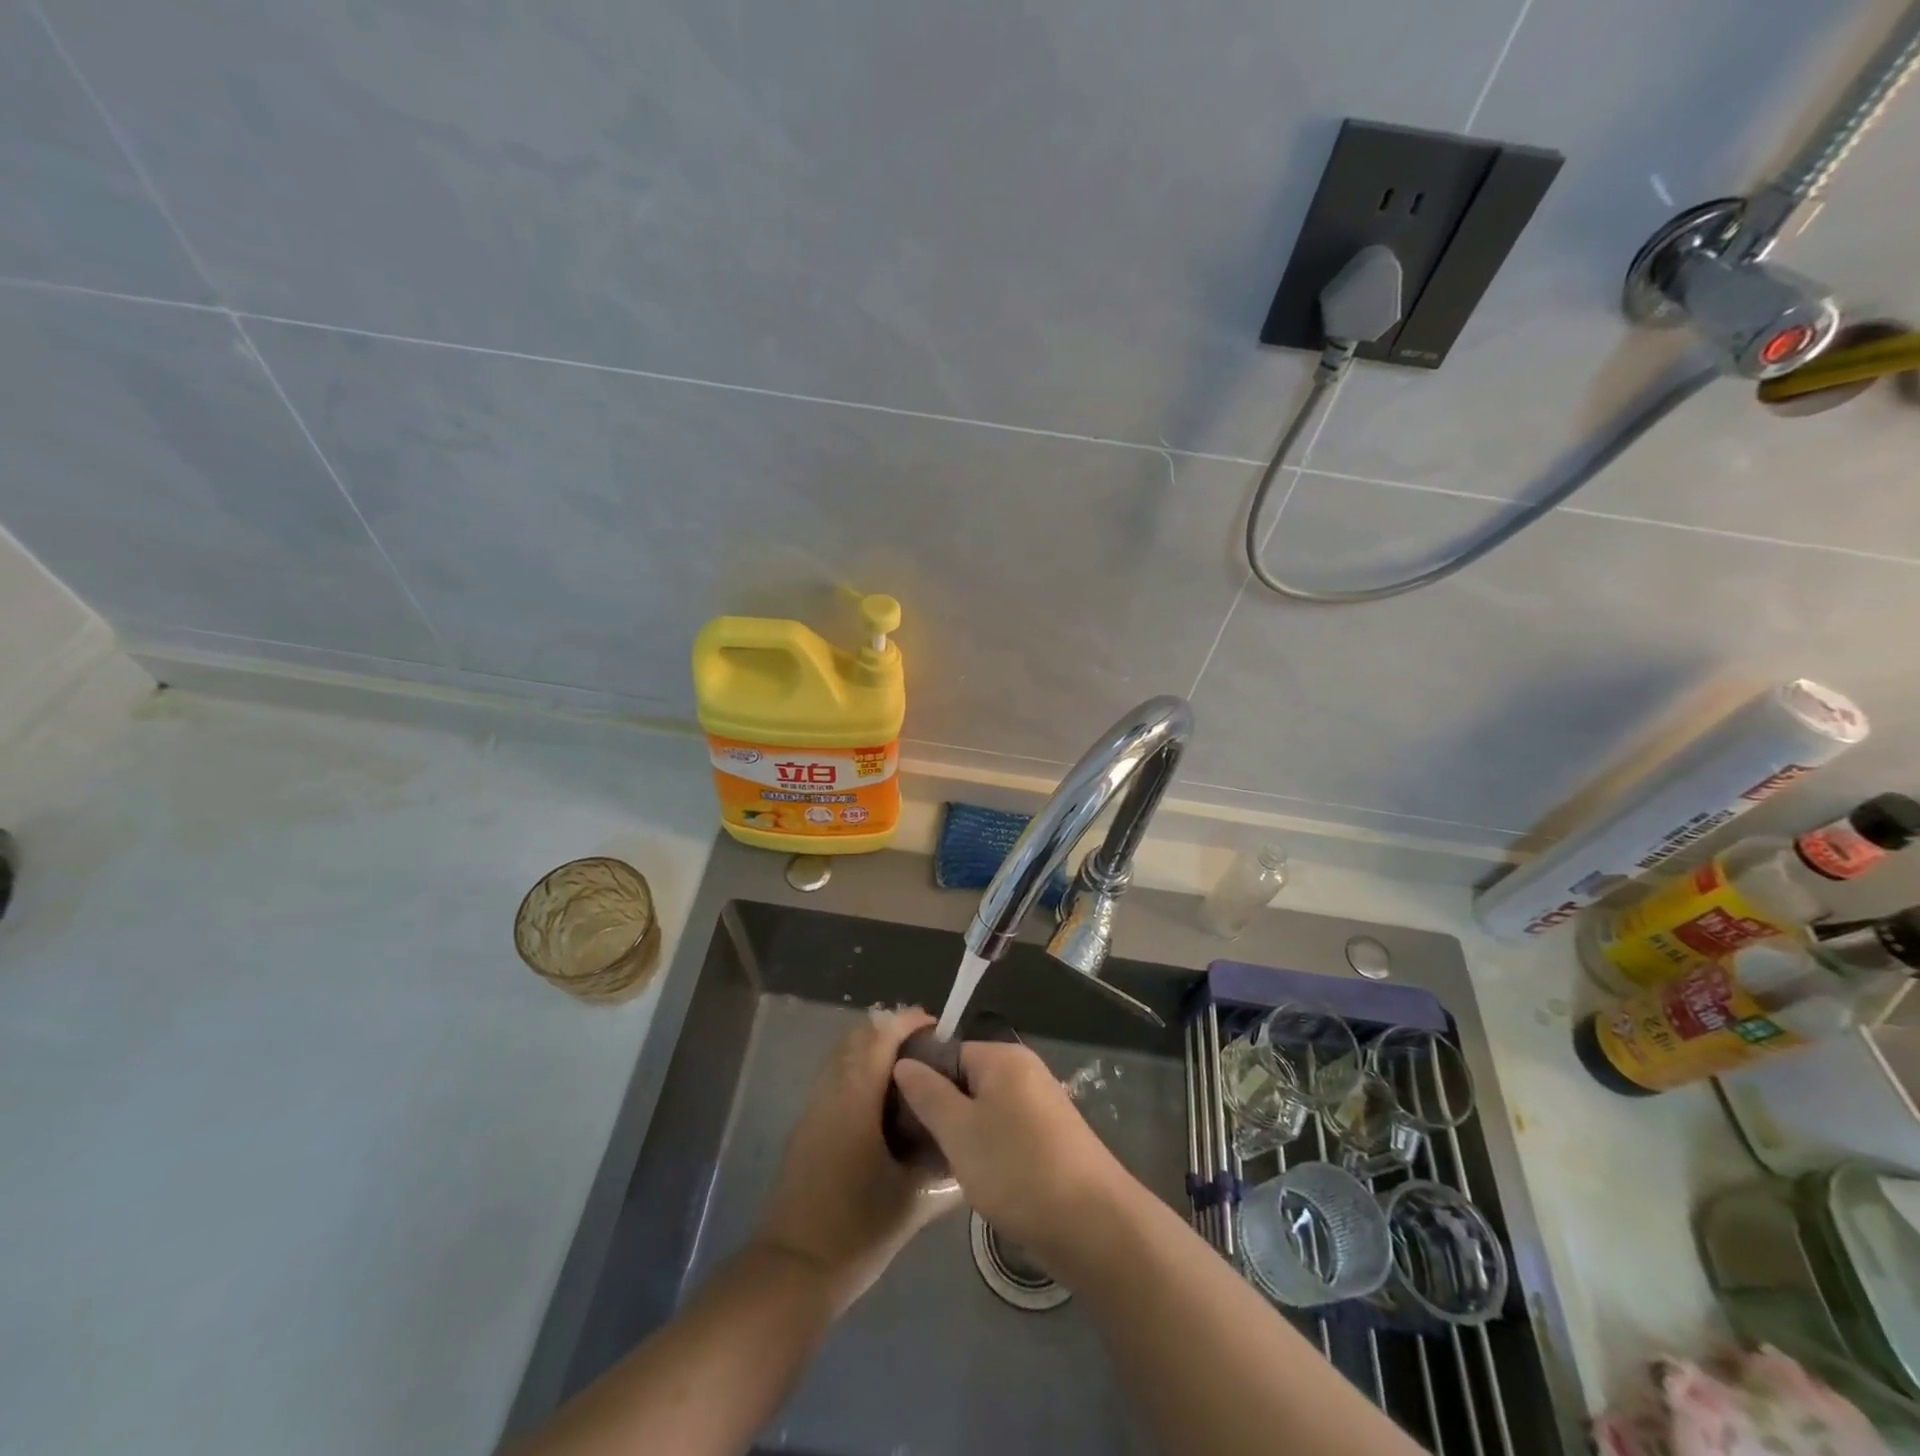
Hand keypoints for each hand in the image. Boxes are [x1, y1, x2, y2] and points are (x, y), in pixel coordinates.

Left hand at [754, 1008, 961, 1311]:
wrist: (792, 1272)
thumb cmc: (856, 1232)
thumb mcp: (912, 1200)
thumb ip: (943, 1164)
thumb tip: (968, 1141)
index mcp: (855, 1099)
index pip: (880, 1036)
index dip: (908, 1022)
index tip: (938, 1028)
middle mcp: (831, 1092)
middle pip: (858, 1037)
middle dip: (892, 1032)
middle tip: (929, 1050)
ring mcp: (814, 1108)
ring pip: (843, 1056)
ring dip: (874, 1051)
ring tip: (912, 1074)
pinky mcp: (806, 1127)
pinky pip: (836, 1078)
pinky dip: (860, 1072)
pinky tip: (885, 1106)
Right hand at [891, 1040, 1132, 1266]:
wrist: (1093, 1225)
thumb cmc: (1017, 1169)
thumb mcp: (959, 1132)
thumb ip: (928, 1094)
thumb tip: (905, 1063)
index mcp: (1003, 1057)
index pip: (948, 1053)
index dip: (922, 1082)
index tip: (902, 1119)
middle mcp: (1025, 1071)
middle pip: (967, 1080)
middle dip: (943, 1112)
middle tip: (922, 1149)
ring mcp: (1042, 1105)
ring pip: (986, 1110)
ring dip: (965, 1136)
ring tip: (945, 1169)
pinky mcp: (1052, 1139)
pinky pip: (1007, 1132)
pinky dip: (990, 1151)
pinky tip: (979, 1181)